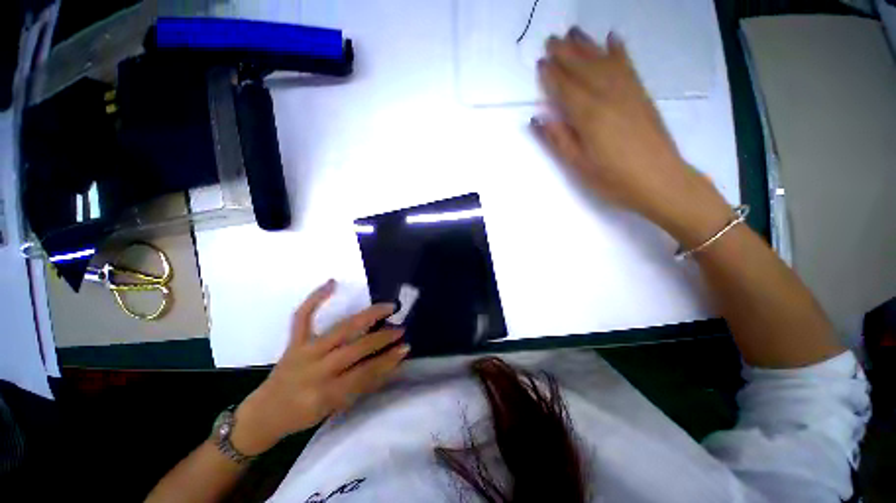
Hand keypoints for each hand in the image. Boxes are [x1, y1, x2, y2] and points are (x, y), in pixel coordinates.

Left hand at [230, 280, 409, 454]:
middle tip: (401, 328)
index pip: (365, 373)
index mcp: (326, 392)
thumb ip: (364, 386)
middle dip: (382, 338)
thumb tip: (392, 365)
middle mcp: (316, 369)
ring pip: (341, 328)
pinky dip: (316, 298)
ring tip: (388, 307)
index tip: (406, 348)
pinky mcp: (293, 341)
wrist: (265, 413)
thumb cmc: (304, 415)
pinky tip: (332, 283)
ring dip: (368, 317)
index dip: (388, 360)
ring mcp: (303, 351)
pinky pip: (303, 316)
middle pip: (356, 348)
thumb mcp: (337, 408)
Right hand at [534, 28, 730, 247]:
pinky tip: (612, 39)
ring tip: (573, 32)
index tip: (540, 62)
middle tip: (551, 40)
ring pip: (603, 61)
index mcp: (588, 115)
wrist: (660, 180)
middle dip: (565, 53)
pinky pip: (628, 65)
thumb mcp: (577, 165)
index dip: (551, 75)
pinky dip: (619, 50)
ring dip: (587, 45)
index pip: (565, 88)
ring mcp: (628, 91)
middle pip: (583, 68)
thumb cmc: (613, 178)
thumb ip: (558, 139)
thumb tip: (538, 118)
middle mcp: (607, 95)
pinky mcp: (641, 94)